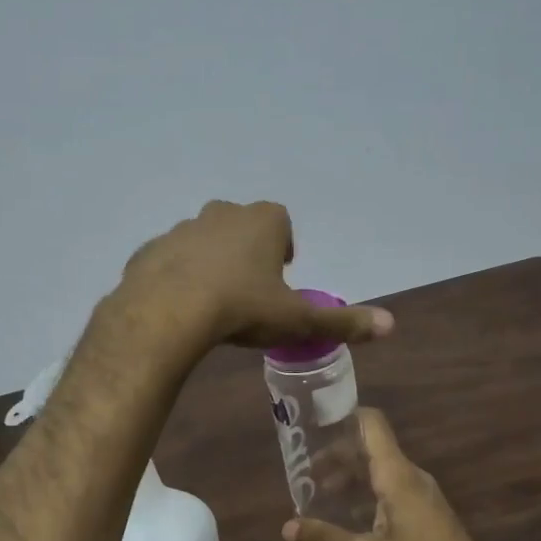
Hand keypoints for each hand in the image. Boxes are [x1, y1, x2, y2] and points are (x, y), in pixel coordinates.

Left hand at [115, 201, 393, 352]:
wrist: (167, 313)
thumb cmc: (242, 308)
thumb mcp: (296, 319)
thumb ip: (342, 321)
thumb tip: (391, 326)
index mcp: (261, 221)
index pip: (280, 221)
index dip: (283, 246)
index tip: (280, 274)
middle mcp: (221, 214)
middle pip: (240, 225)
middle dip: (246, 250)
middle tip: (248, 289)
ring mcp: (180, 229)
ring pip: (202, 240)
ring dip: (210, 262)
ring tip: (212, 300)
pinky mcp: (149, 250)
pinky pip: (169, 260)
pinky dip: (175, 275)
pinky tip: (178, 305)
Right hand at [284, 408, 526, 540]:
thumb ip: (324, 538)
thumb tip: (286, 527)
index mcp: (397, 475)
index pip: (371, 424)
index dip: (343, 416)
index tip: (314, 423)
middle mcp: (412, 477)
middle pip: (372, 448)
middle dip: (338, 455)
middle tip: (306, 471)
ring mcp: (425, 496)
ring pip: (383, 471)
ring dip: (352, 477)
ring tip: (321, 494)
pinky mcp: (430, 515)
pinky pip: (393, 489)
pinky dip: (368, 493)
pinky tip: (351, 517)